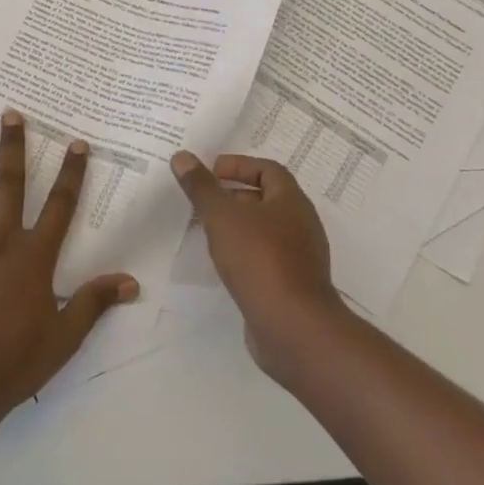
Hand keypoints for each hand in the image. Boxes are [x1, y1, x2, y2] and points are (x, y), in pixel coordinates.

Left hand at [0, 111, 138, 421]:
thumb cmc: (18, 359)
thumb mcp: (65, 335)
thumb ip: (95, 302)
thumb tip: (131, 282)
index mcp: (35, 256)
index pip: (60, 205)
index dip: (72, 172)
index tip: (77, 142)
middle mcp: (3, 242)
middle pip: (11, 186)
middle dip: (14, 148)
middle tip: (11, 114)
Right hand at [171, 151, 348, 382]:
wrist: (293, 328)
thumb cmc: (259, 260)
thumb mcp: (222, 217)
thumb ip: (201, 187)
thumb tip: (182, 156)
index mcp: (291, 201)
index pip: (268, 170)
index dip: (239, 165)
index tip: (211, 171)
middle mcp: (301, 224)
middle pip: (267, 199)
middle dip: (234, 196)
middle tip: (203, 200)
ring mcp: (300, 258)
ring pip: (265, 230)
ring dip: (238, 226)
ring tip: (207, 230)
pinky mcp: (293, 286)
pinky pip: (266, 258)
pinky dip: (244, 253)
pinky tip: (223, 263)